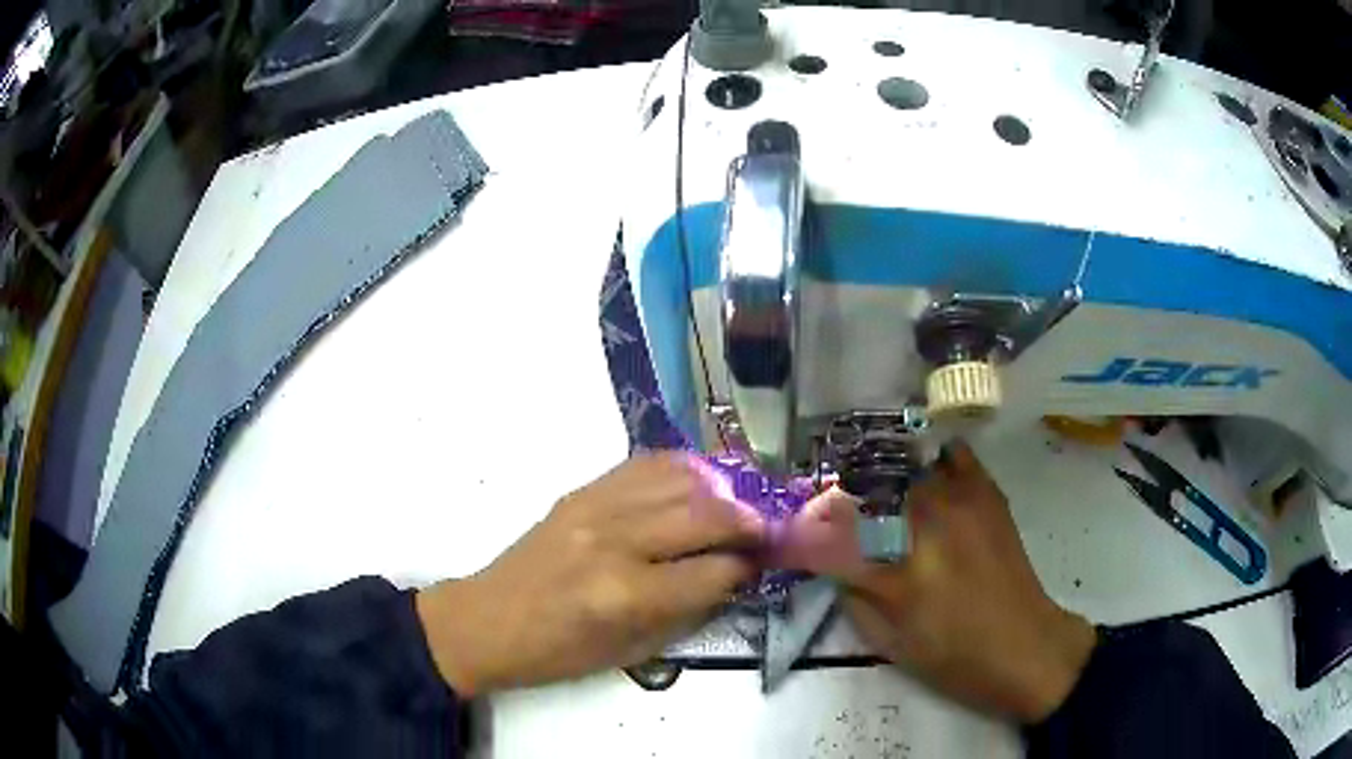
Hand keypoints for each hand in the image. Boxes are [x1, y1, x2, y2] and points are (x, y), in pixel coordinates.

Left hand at [415, 453, 764, 695]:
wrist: (488, 620)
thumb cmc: (559, 653)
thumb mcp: (632, 652)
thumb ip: (689, 610)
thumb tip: (735, 575)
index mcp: (627, 595)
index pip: (715, 569)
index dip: (749, 566)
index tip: (767, 563)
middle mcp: (616, 541)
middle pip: (706, 514)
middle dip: (750, 521)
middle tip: (769, 529)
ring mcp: (596, 507)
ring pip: (681, 480)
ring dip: (724, 489)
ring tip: (743, 502)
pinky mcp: (582, 490)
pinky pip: (646, 464)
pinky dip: (683, 469)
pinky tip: (701, 481)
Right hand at [777, 443, 1096, 722]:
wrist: (1026, 646)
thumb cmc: (955, 659)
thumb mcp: (891, 645)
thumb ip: (855, 599)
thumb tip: (835, 567)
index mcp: (897, 574)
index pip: (829, 540)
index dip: (800, 536)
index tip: (788, 539)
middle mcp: (926, 526)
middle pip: (864, 491)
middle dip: (837, 501)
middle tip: (830, 516)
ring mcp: (960, 503)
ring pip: (904, 467)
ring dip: (881, 481)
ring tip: (875, 498)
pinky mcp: (987, 496)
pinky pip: (953, 457)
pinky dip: (933, 463)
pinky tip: (927, 480)